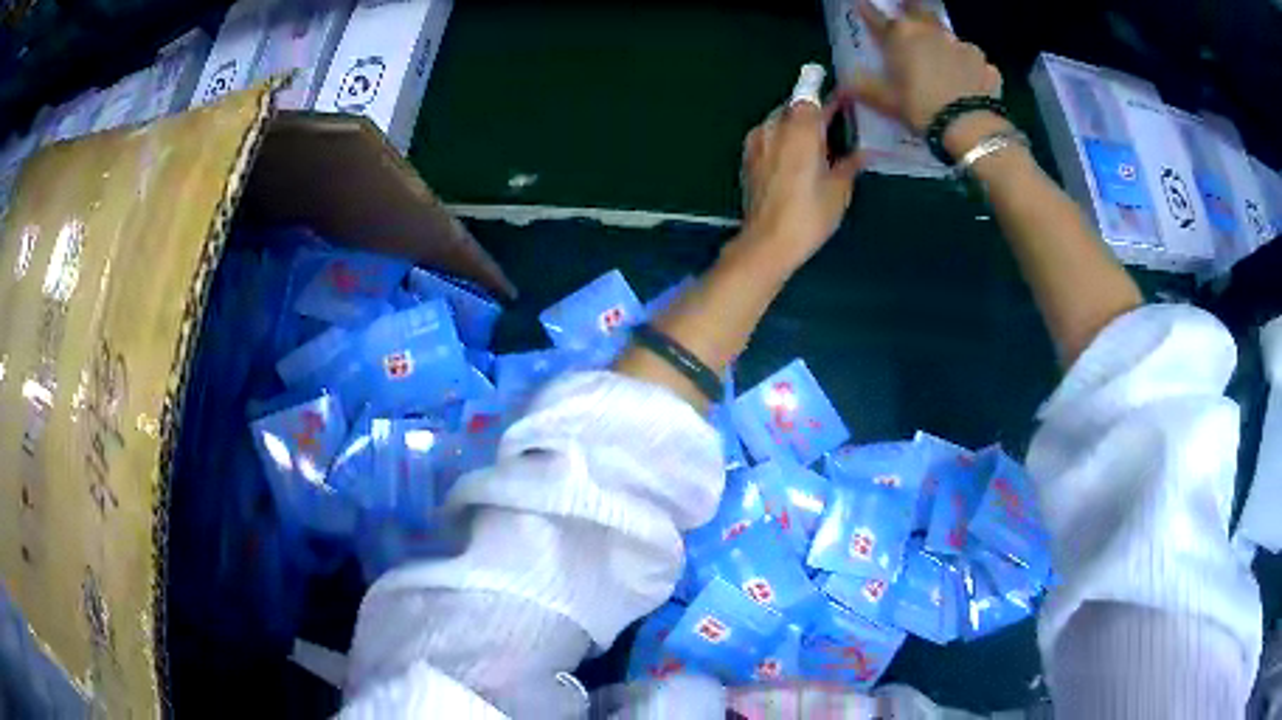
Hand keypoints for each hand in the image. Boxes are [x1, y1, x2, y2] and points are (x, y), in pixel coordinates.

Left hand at [739, 98, 863, 273]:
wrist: (767, 242)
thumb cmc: (809, 214)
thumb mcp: (839, 188)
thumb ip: (849, 163)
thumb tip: (861, 153)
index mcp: (800, 128)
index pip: (811, 96)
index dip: (827, 97)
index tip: (843, 100)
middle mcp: (773, 126)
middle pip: (794, 106)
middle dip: (813, 112)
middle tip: (834, 126)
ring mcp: (756, 141)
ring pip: (779, 121)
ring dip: (797, 126)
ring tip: (816, 145)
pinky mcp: (747, 157)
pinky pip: (768, 137)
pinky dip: (783, 140)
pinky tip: (796, 159)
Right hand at [852, 0, 1002, 134]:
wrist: (970, 128)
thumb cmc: (920, 107)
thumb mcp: (884, 101)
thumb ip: (863, 87)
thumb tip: (846, 82)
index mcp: (902, 34)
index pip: (878, 17)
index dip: (868, 12)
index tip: (862, 6)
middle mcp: (932, 32)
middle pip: (919, 11)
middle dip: (911, 10)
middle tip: (907, 12)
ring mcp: (963, 46)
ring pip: (949, 37)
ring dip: (943, 43)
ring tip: (942, 57)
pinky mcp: (987, 66)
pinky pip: (974, 63)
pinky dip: (970, 69)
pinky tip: (969, 83)